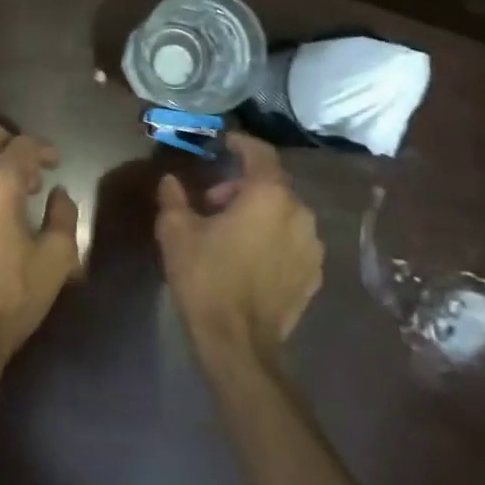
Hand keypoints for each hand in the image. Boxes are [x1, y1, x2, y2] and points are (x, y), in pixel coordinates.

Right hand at [156, 132, 323, 355]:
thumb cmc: (206, 278)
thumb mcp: (176, 232)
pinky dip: (273, 237)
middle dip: (242, 185)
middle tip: (211, 202)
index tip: (223, 142)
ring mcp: (312, 245)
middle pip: (272, 184)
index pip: (260, 153)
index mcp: (269, 195)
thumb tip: (171, 179)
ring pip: (284, 213)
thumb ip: (174, 197)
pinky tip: (249, 256)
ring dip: (258, 212)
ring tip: (230, 231)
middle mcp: (299, 213)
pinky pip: (292, 240)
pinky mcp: (314, 273)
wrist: (238, 342)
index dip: (240, 142)